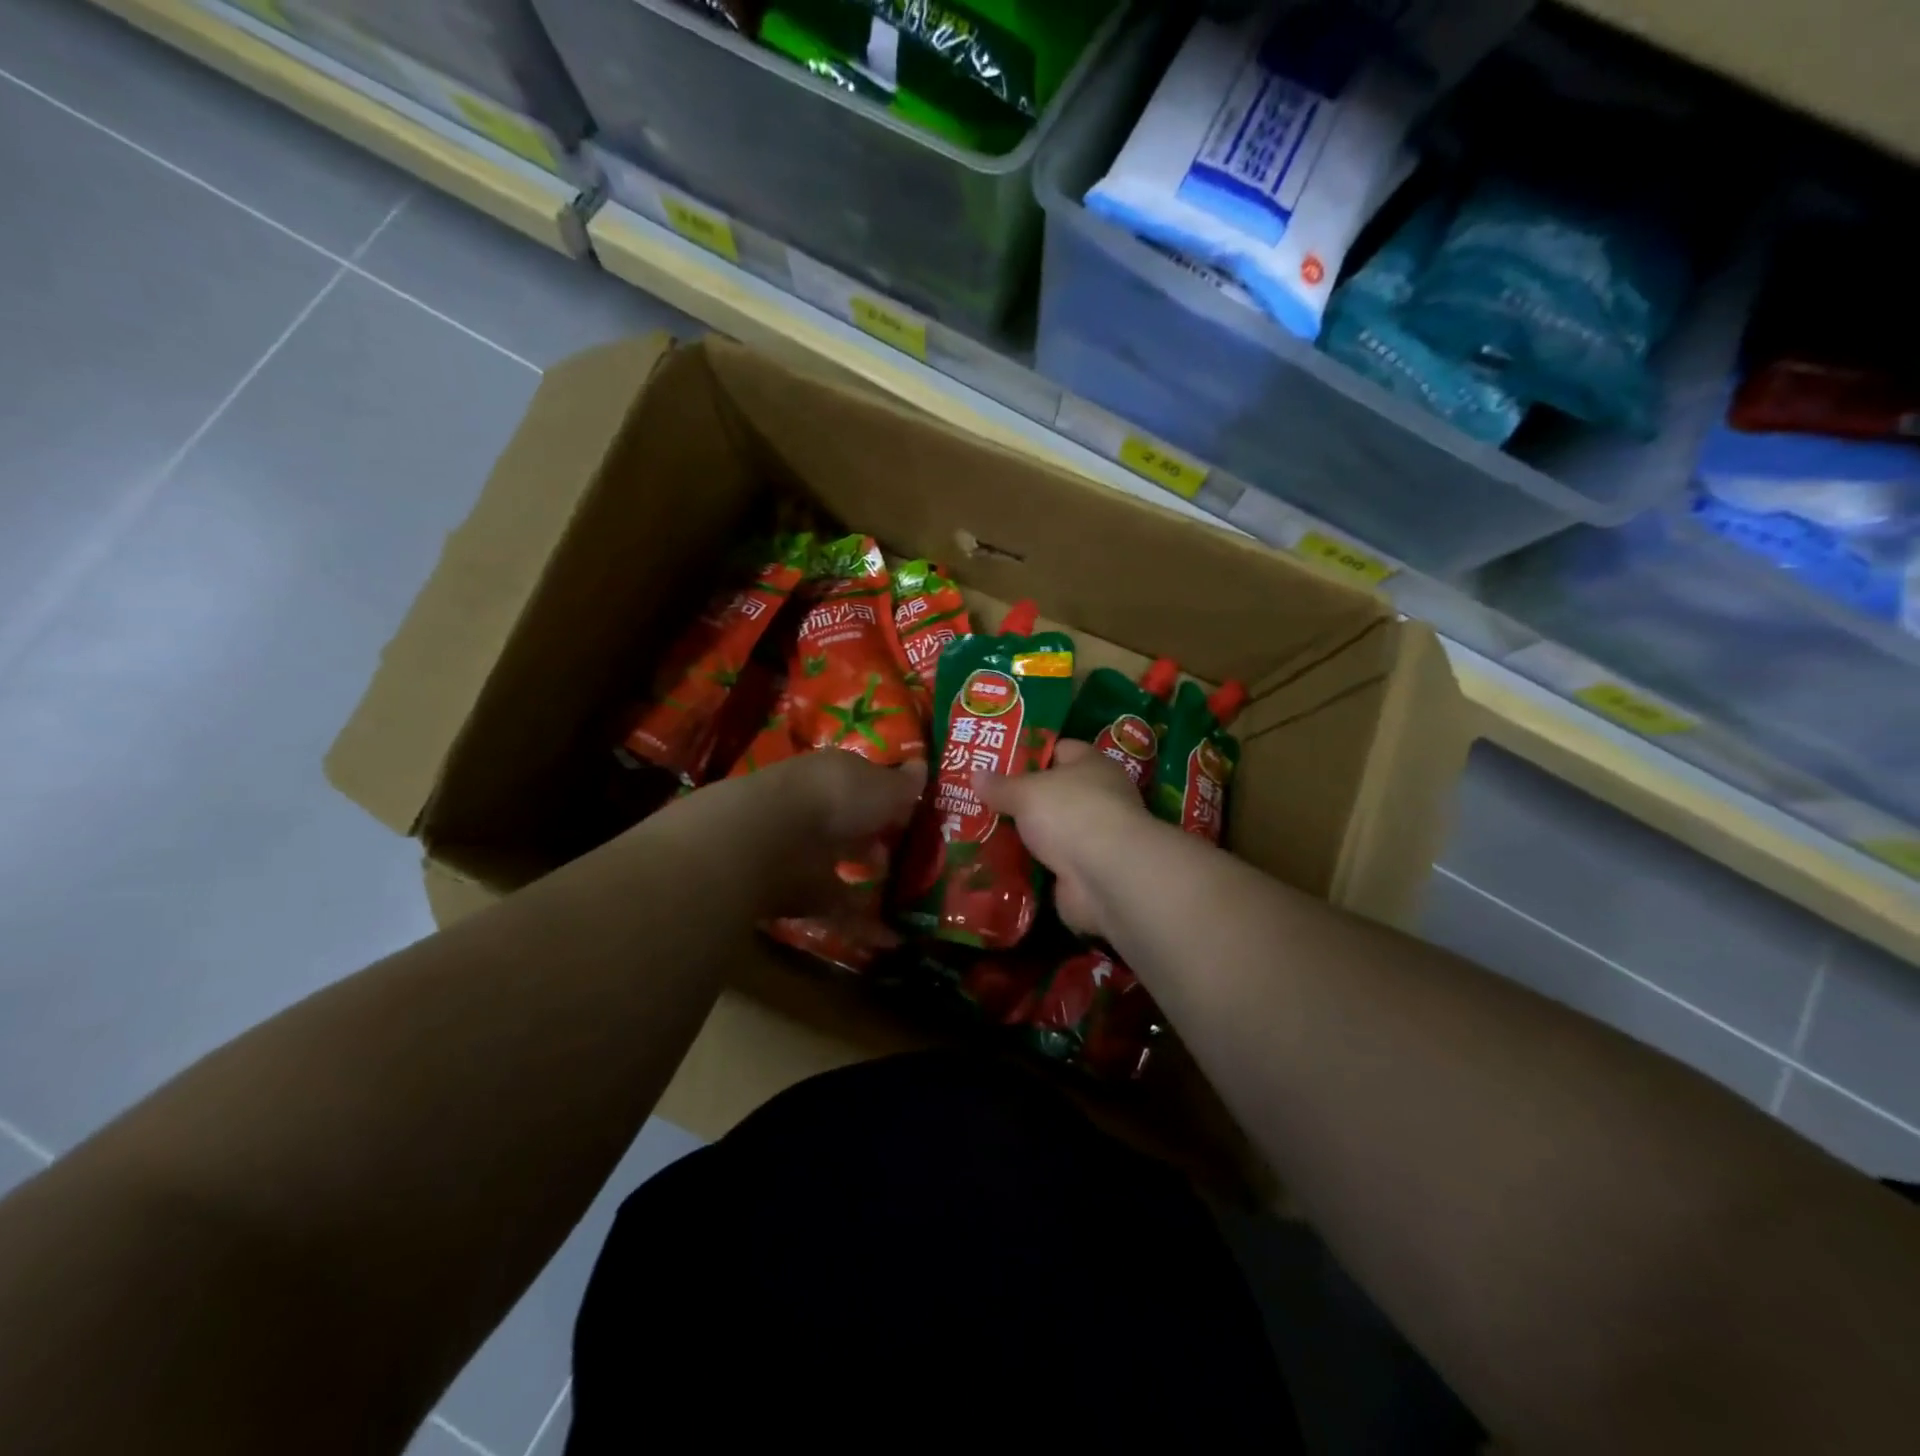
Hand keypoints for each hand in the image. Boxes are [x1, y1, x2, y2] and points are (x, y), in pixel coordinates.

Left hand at [644, 752, 926, 919]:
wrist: (768, 839)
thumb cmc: (835, 798)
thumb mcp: (882, 786)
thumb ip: (903, 784)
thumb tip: (922, 768)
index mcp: (833, 776)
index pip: (863, 782)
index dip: (889, 797)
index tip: (915, 813)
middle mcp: (815, 810)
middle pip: (849, 823)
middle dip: (875, 837)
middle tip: (910, 853)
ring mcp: (803, 852)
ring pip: (839, 864)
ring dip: (866, 878)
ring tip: (905, 895)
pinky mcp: (798, 894)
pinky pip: (838, 909)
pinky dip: (864, 925)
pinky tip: (894, 939)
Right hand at [973, 740, 1150, 938]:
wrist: (1105, 875)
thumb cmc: (1070, 812)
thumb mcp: (1026, 791)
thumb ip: (1000, 785)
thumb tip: (976, 774)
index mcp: (1092, 765)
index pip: (1060, 749)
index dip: (1029, 753)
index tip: (996, 762)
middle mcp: (1098, 797)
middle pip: (1053, 793)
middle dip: (1020, 798)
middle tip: (981, 800)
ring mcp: (1093, 837)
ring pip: (1050, 831)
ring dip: (1023, 836)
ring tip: (980, 832)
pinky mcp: (1084, 872)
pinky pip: (1048, 864)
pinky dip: (1028, 867)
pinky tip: (997, 864)